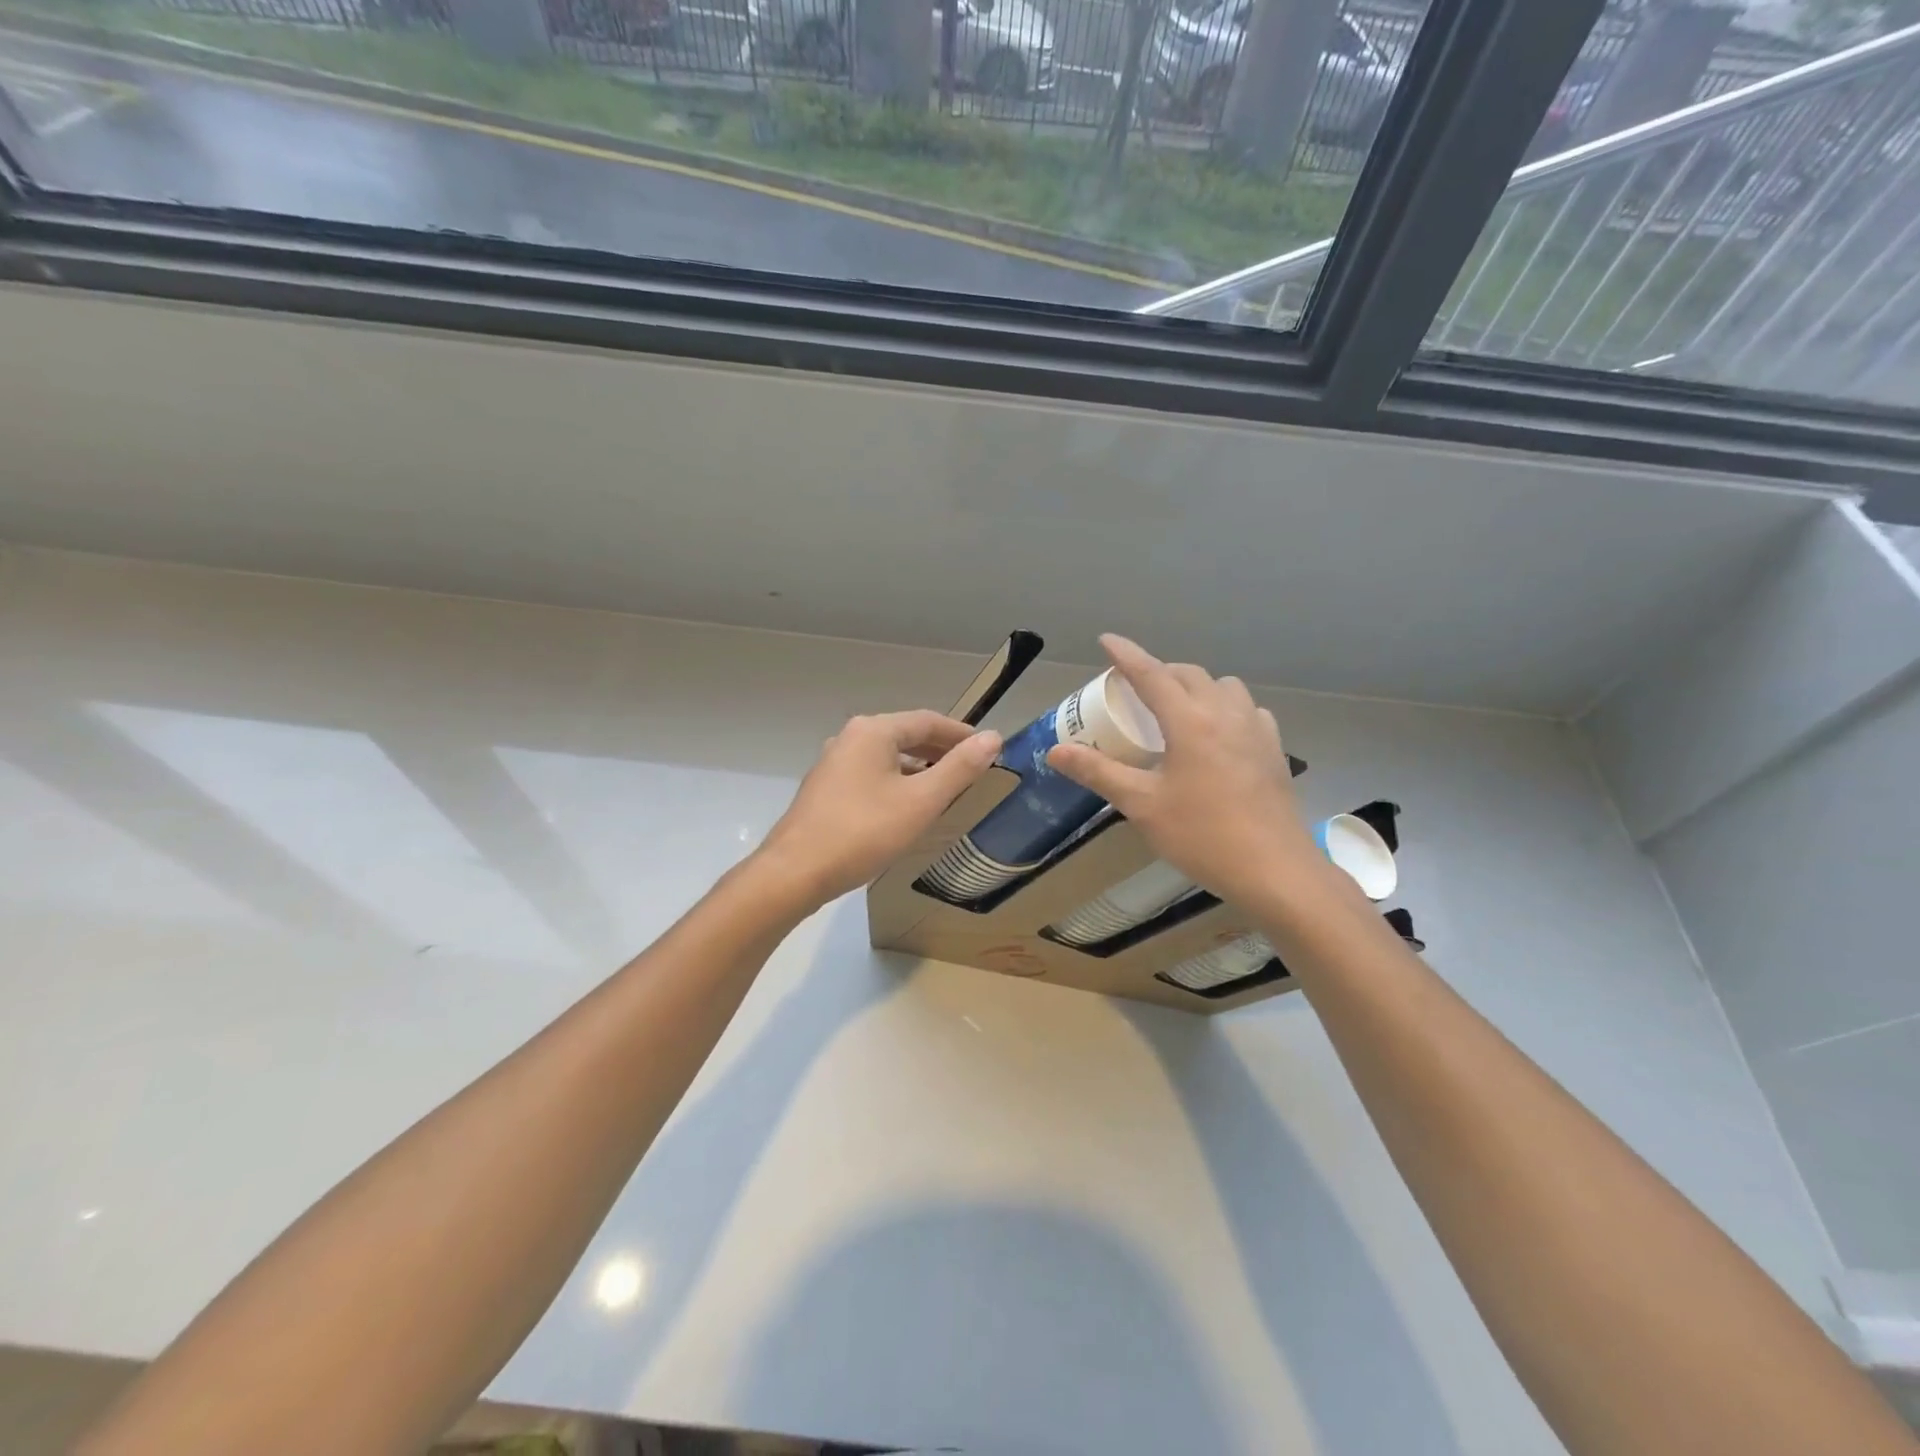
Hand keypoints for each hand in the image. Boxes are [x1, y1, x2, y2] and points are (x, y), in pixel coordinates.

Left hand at [757, 710, 1002, 907]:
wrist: (795, 872)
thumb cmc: (863, 832)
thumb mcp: (921, 801)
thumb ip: (959, 768)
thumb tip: (993, 738)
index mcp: (873, 731)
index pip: (928, 720)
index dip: (961, 734)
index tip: (988, 749)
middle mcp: (850, 738)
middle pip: (905, 734)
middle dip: (940, 749)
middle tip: (972, 768)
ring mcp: (833, 763)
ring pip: (887, 756)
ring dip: (918, 766)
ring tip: (945, 787)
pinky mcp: (825, 789)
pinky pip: (870, 774)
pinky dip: (896, 780)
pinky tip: (906, 805)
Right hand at [1048, 635, 1324, 911]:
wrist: (1274, 870)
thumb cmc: (1202, 836)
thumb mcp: (1141, 805)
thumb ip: (1098, 772)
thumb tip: (1055, 752)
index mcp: (1190, 722)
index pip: (1151, 674)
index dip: (1126, 654)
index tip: (1107, 640)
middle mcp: (1225, 714)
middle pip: (1188, 674)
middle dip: (1159, 671)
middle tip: (1134, 688)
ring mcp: (1256, 730)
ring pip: (1223, 686)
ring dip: (1196, 686)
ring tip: (1177, 708)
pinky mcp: (1274, 750)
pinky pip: (1247, 710)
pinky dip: (1225, 708)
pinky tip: (1218, 734)